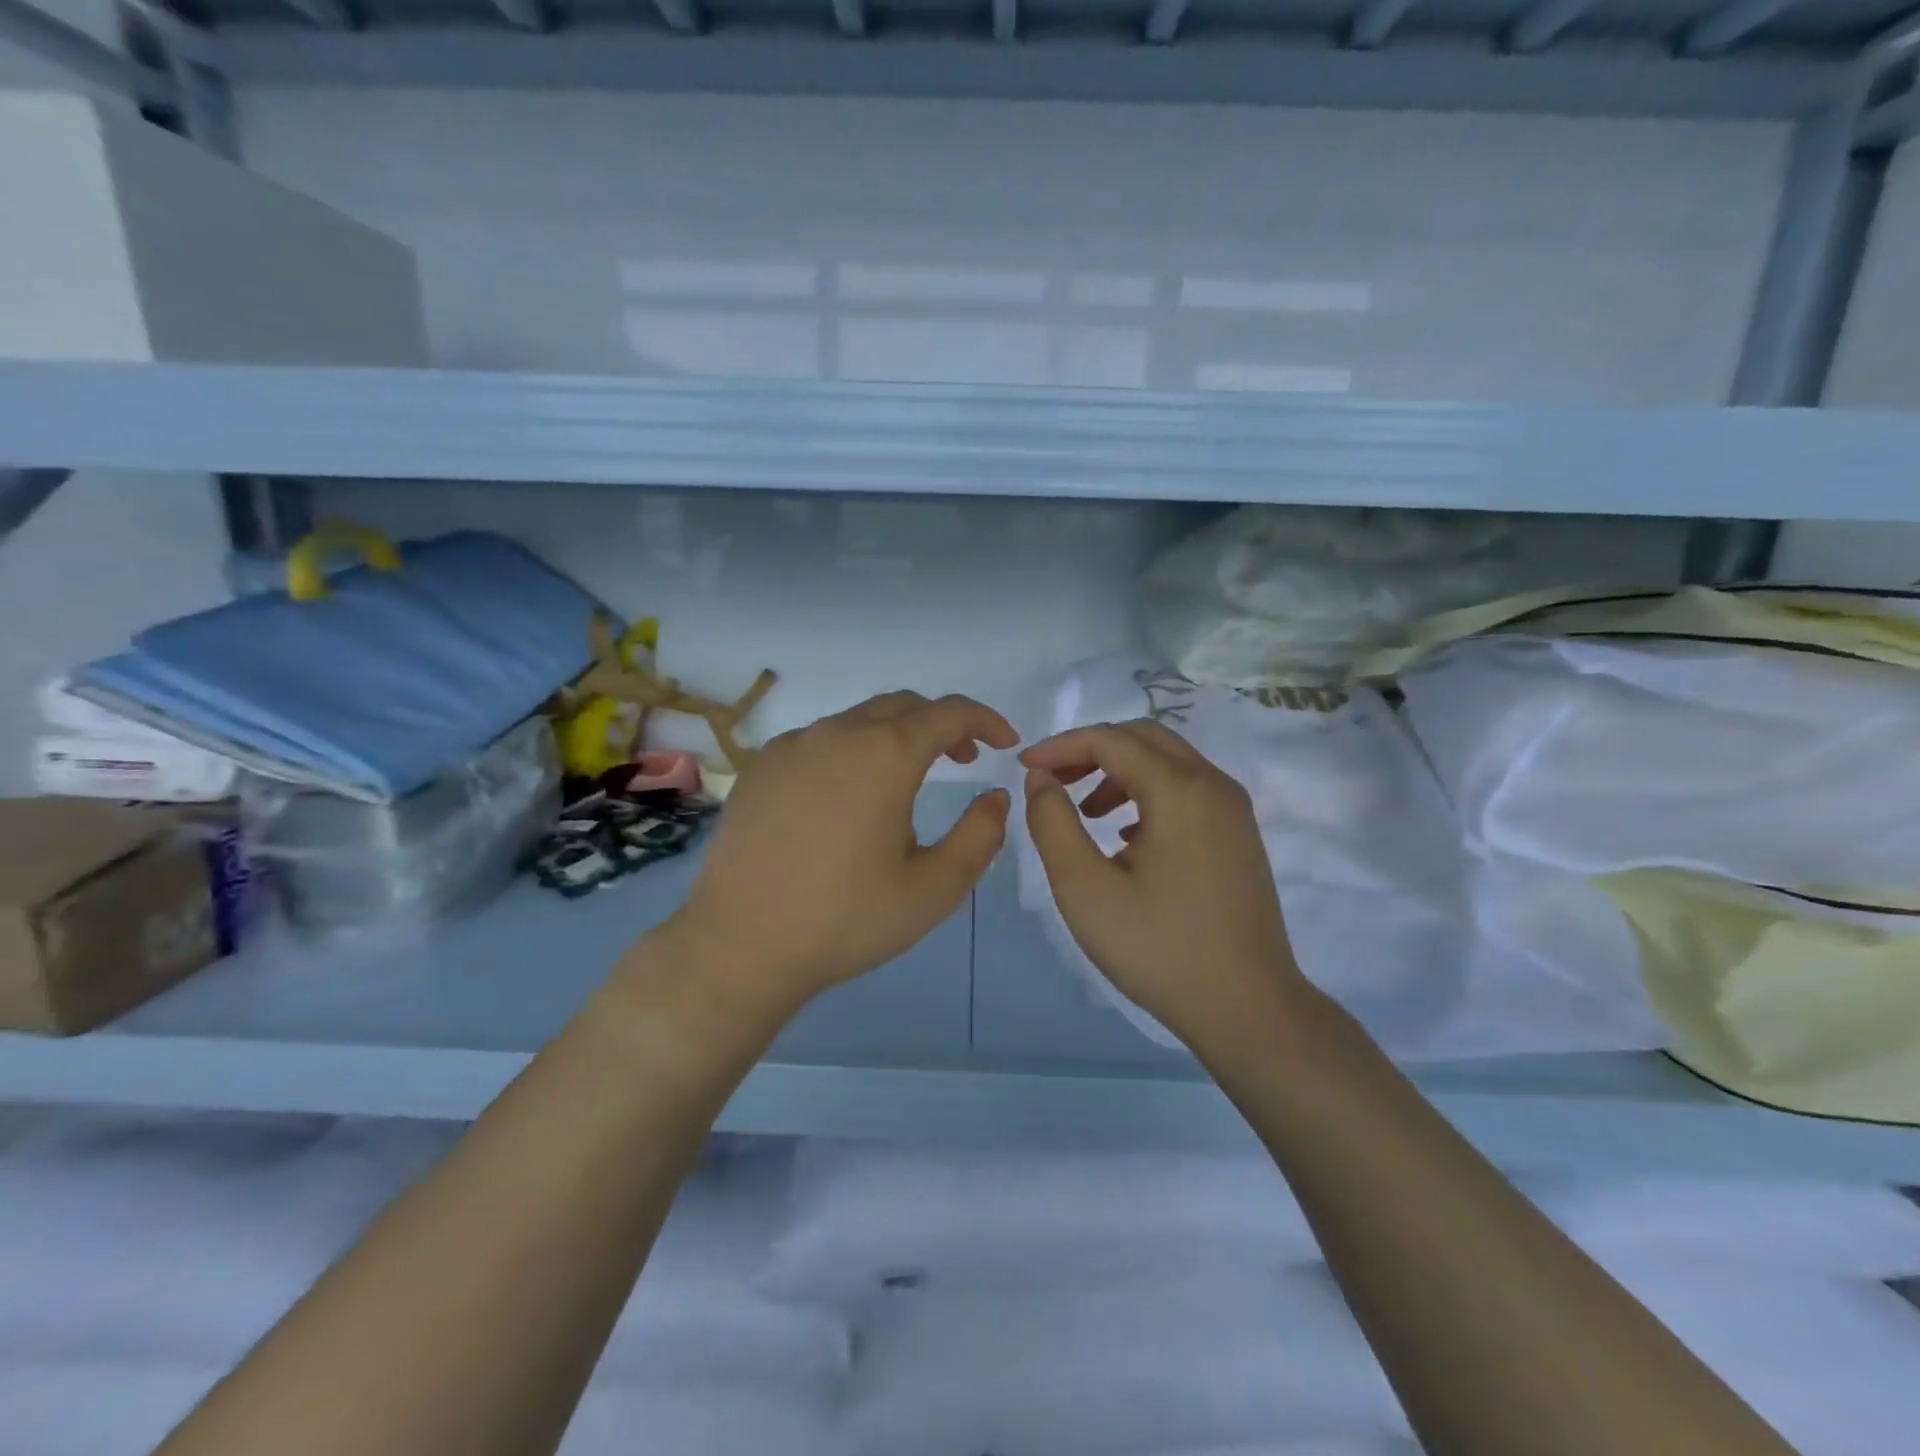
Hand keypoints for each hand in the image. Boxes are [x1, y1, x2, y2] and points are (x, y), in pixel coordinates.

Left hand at [662, 691, 1017, 1016]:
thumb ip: (980, 835)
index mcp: (885, 753)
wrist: (740, 946)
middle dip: (942, 725)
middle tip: (964, 760)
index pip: (948, 712)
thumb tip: (995, 796)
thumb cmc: (847, 918)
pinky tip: (848, 795)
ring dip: (895, 736)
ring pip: (857, 721)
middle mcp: (837, 734)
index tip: (1006, 744)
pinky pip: (819, 741)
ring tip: (907, 780)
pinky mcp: (760, 768)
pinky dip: (851, 751)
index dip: (985, 720)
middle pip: (903, 706)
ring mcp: (791, 747)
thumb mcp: (934, 888)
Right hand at [1021, 719, 1309, 1049]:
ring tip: (1086, 812)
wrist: (1247, 1007)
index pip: (1110, 739)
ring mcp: (1233, 810)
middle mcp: (1213, 785)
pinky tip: (1126, 836)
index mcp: (1180, 790)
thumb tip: (1041, 779)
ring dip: (1119, 772)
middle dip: (1091, 751)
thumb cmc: (1159, 949)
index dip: (1060, 747)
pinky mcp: (1239, 835)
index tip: (1023, 768)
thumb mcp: (1085, 889)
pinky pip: (1187, 789)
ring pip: (1168, 762)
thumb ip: (1053, 824)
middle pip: (1143, 739)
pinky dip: (1148, 793)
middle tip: (1053, 782)